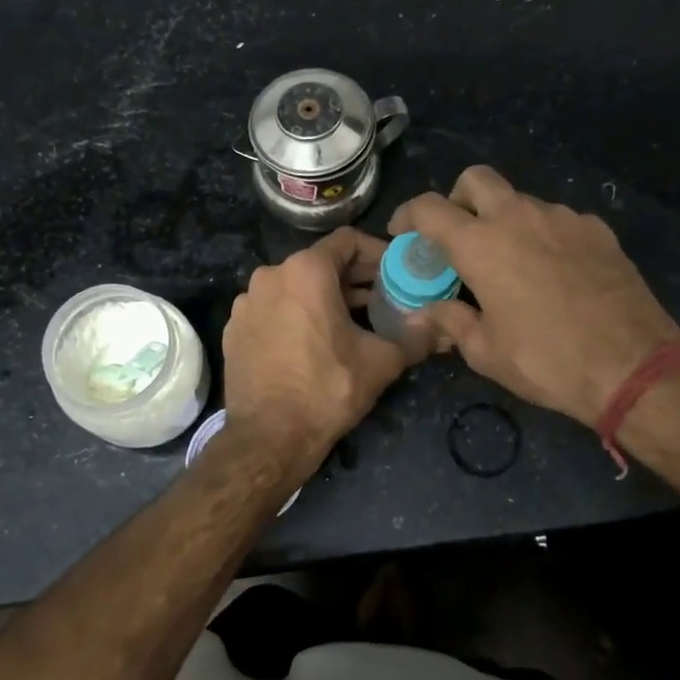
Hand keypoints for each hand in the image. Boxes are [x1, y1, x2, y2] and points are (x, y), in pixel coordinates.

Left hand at [222, 227, 430, 468]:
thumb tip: (445, 325)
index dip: (378, 253)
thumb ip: (417, 335)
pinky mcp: (234, 329)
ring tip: (353, 323)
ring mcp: (247, 302)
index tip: (397, 273)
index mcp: (305, 271)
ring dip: (326, 298)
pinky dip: (297, 315)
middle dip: (355, 279)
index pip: (348, 241)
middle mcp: (271, 276)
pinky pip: (274, 309)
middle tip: (384, 299)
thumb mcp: (381, 361)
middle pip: (321, 263)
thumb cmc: (327, 390)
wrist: (268, 438)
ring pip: (296, 287)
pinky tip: (315, 343)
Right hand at [390, 166, 679, 427]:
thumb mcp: (486, 352)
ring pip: (521, 201)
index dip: (408, 215)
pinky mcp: (597, 229)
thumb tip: (422, 314)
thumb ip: (449, 322)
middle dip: (458, 199)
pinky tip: (554, 273)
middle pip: (476, 179)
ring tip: (512, 264)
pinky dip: (543, 236)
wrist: (633, 365)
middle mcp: (519, 217)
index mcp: (481, 244)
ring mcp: (563, 218)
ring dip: (504, 221)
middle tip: (458, 236)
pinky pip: (557, 220)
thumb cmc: (546, 360)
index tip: (404, 234)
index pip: (429, 207)